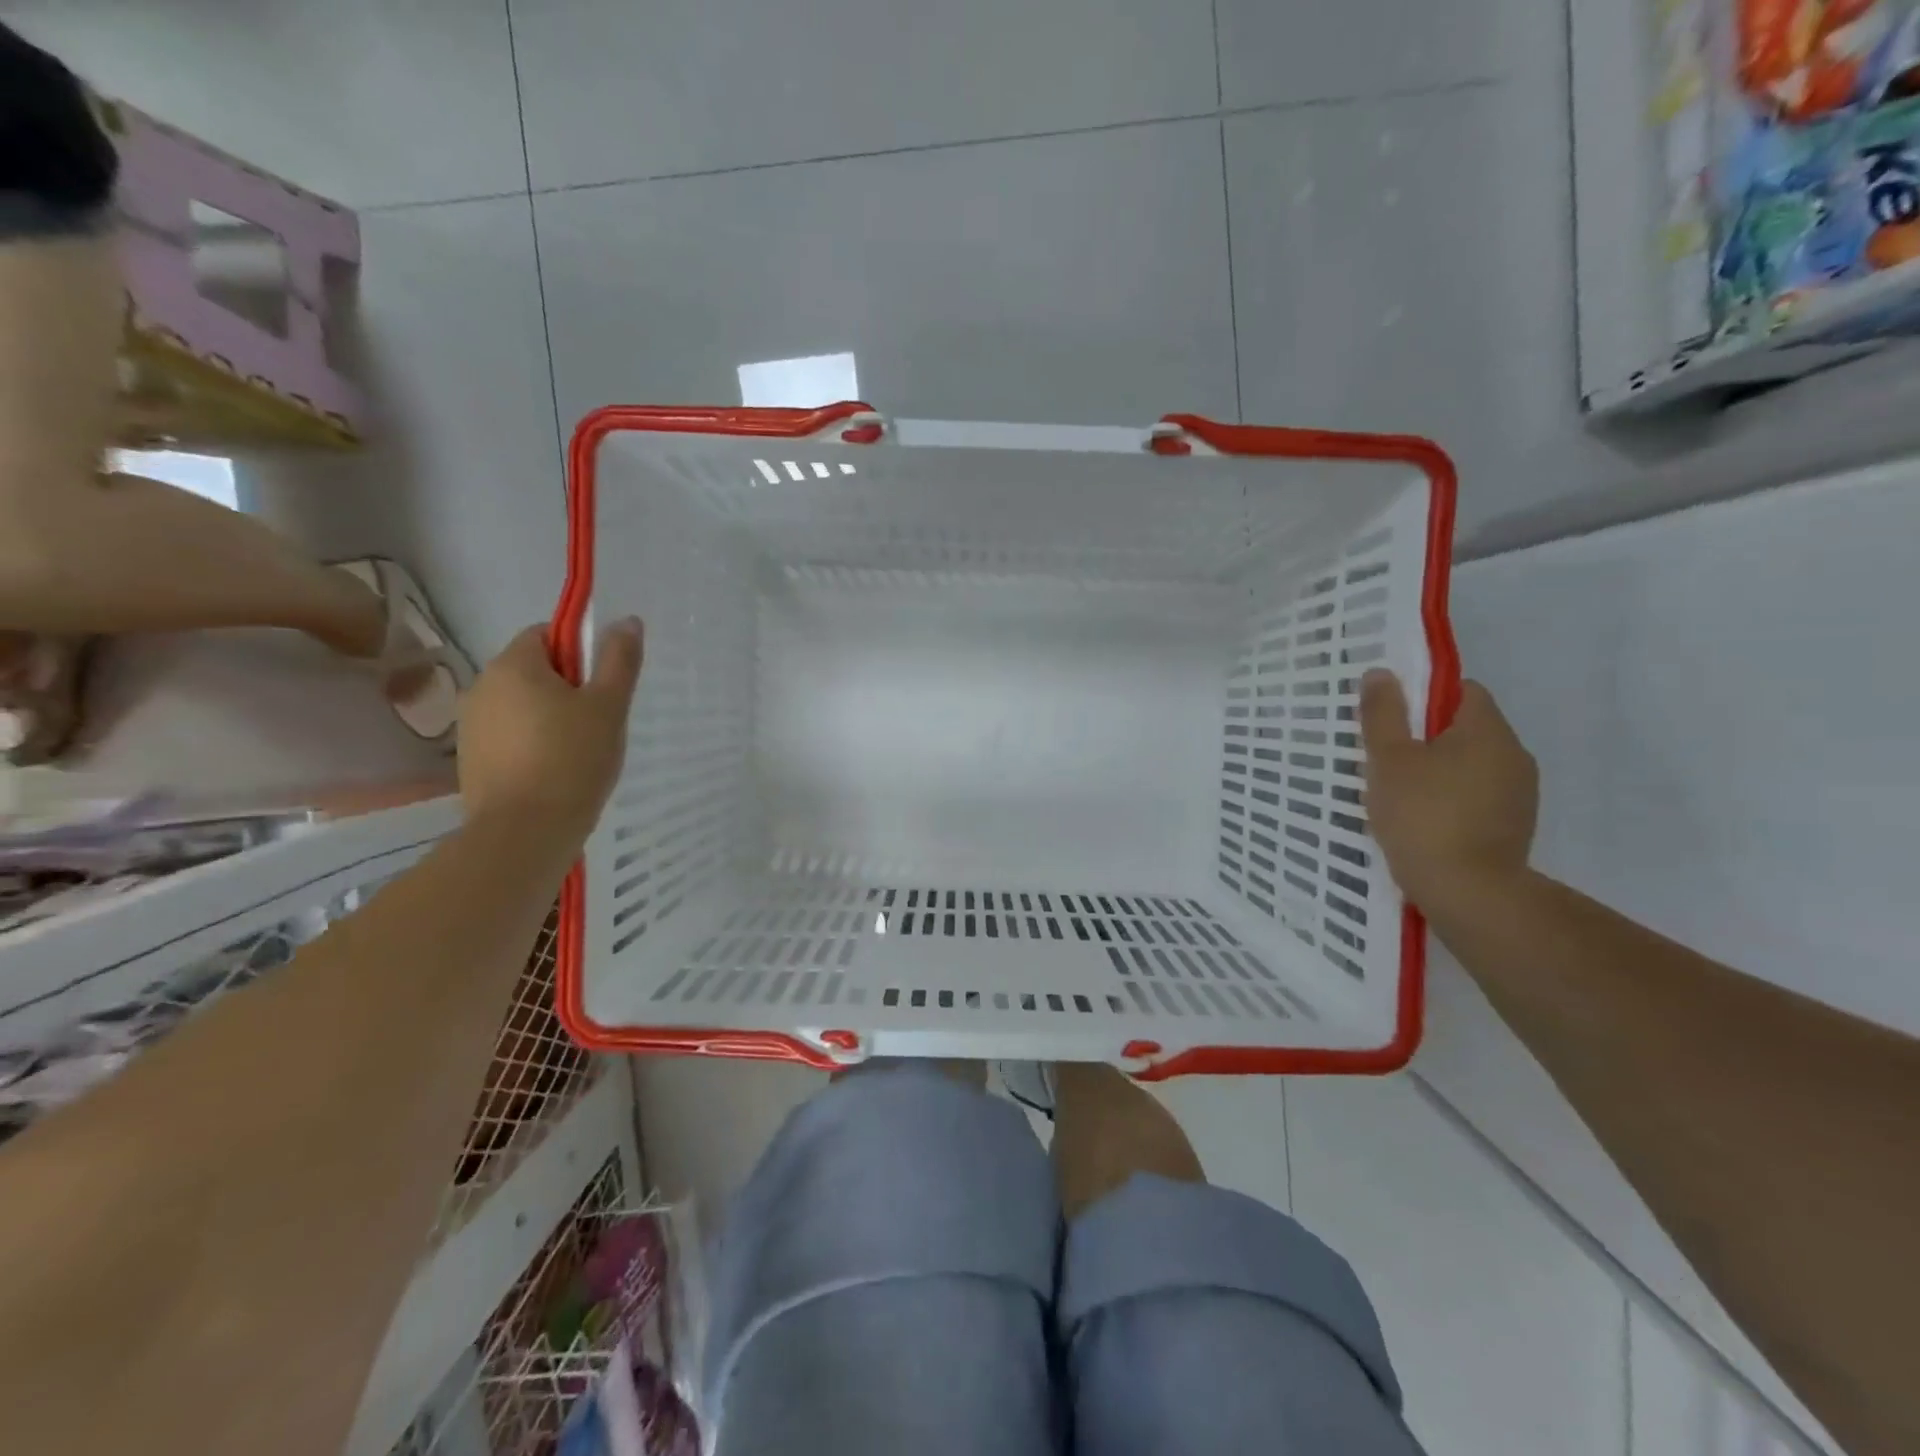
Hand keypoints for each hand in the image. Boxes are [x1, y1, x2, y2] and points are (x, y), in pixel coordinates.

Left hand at [457, 618, 642, 852]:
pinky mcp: (471, 759)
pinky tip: (555, 772)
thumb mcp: (609, 706)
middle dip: (567, 688)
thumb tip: (627, 620)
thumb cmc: (573, 760)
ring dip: (549, 717)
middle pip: (533, 670)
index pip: (546, 634)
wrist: (524, 833)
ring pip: (521, 705)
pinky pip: (509, 736)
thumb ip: (618, 660)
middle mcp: (482, 686)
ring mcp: (471, 725)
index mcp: (513, 665)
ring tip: (580, 752)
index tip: (602, 684)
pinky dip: (532, 744)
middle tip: (600, 721)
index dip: (579, 652)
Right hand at [1358, 669, 1537, 912]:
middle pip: (1466, 728)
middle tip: (1386, 762)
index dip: (1424, 698)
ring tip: (1401, 797)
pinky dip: (1452, 800)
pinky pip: (1478, 795)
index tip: (1392, 723)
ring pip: (1471, 764)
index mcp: (1487, 730)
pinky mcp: (1515, 825)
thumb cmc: (1422, 816)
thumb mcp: (1388, 760)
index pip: (1462, 690)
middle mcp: (1514, 754)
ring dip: (1439, 771)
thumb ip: (1384, 713)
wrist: (1469, 892)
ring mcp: (1520, 793)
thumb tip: (1381, 673)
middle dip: (1426, 739)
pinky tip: (1424, 823)